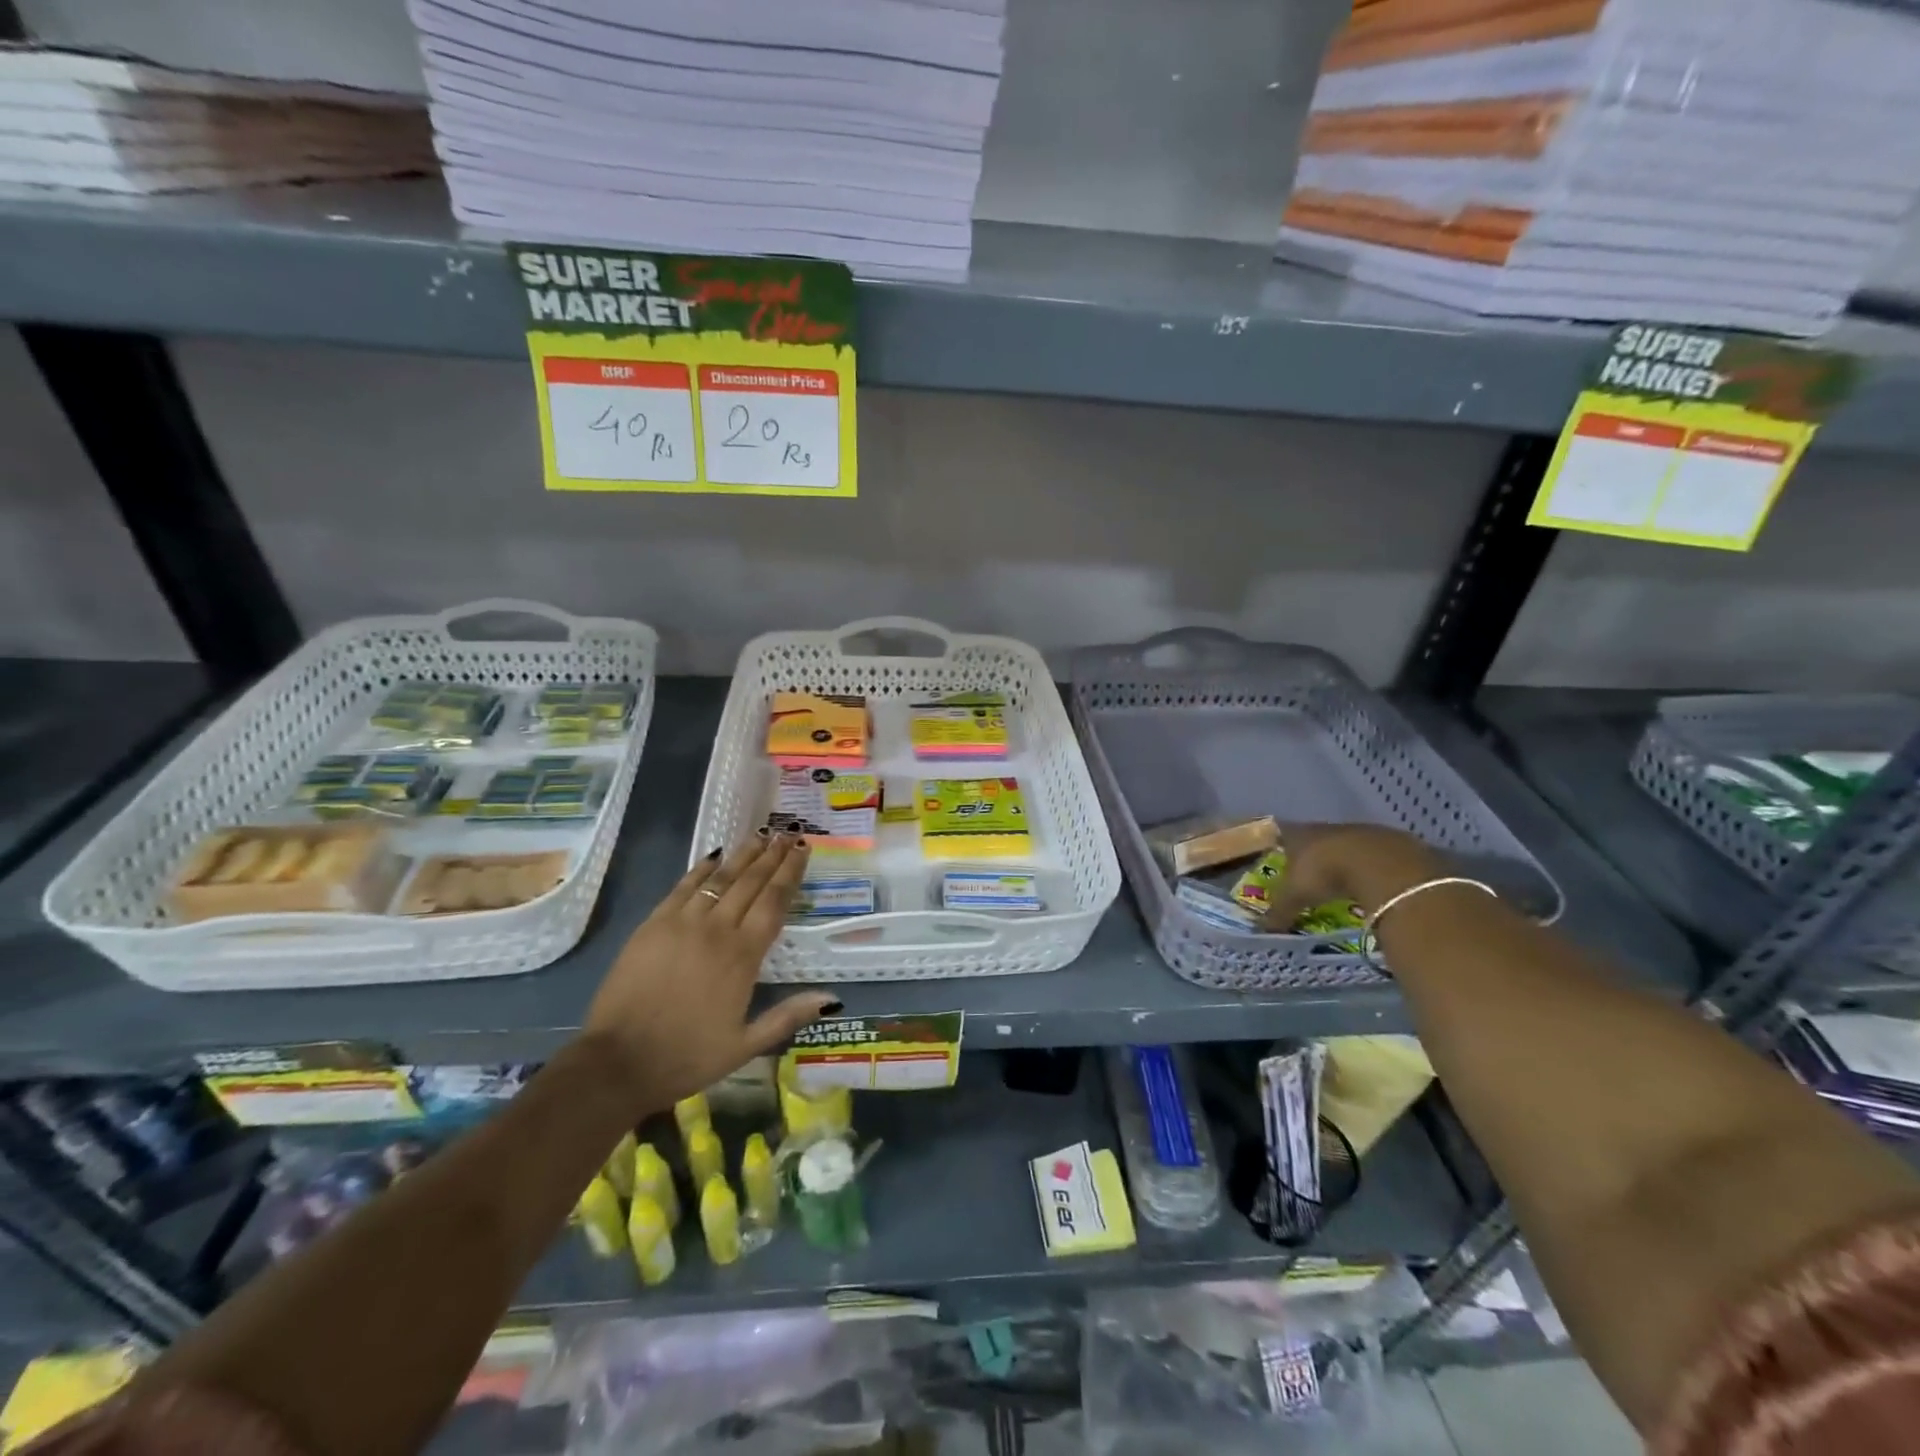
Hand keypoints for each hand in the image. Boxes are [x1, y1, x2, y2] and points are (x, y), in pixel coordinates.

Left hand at [581, 834, 839, 1113]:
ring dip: (742, 855)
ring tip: (759, 835)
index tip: (802, 850)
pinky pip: (683, 888)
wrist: (618, 1063)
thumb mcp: (745, 1046)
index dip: (790, 873)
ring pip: (719, 879)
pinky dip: (701, 869)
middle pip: (750, 883)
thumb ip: (788, 1016)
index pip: (774, 903)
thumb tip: (832, 998)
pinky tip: (714, 857)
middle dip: (771, 855)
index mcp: (743, 956)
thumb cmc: (686, 1056)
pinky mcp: (653, 925)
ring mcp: (682, 924)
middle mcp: (716, 930)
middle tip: (787, 833)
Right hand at [1261, 823, 1448, 930]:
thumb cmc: (1326, 873)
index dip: (1278, 840)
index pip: (1283, 831)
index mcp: (1300, 833)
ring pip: (1347, 844)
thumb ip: (1280, 910)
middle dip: (1312, 852)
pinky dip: (1372, 866)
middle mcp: (1328, 828)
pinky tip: (1373, 881)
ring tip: (1343, 878)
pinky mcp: (1391, 841)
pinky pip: (1375, 854)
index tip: (1275, 848)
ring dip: (1345, 858)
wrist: (1381, 864)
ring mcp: (1361, 832)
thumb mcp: (1297, 896)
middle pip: (1316, 837)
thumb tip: (1262, 928)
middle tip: (1309, 870)